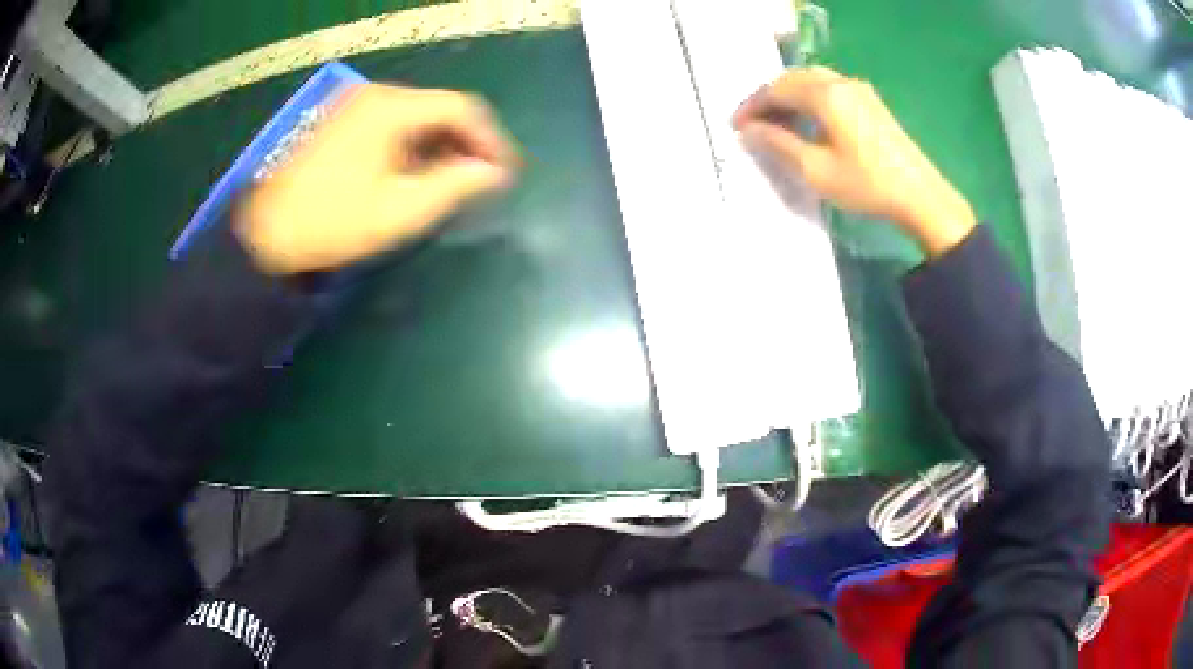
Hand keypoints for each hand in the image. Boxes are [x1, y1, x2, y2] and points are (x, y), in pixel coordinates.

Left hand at [237, 84, 519, 273]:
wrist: (266, 234)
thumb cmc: (334, 222)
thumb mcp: (401, 209)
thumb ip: (455, 185)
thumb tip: (494, 172)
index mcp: (392, 108)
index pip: (461, 108)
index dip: (490, 139)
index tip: (504, 173)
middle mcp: (375, 97)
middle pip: (439, 109)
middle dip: (466, 144)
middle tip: (481, 181)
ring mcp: (355, 108)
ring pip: (416, 118)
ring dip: (441, 147)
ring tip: (452, 183)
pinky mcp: (341, 124)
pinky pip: (392, 127)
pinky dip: (413, 148)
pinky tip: (415, 176)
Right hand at [733, 67, 974, 256]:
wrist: (920, 196)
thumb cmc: (867, 184)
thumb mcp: (816, 169)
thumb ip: (779, 144)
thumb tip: (749, 130)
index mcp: (826, 94)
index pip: (776, 89)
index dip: (752, 106)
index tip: (735, 126)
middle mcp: (841, 82)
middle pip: (793, 79)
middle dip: (769, 98)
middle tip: (753, 124)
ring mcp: (859, 90)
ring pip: (812, 81)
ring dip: (789, 97)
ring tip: (776, 123)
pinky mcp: (870, 102)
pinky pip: (829, 89)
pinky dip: (809, 100)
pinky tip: (806, 122)